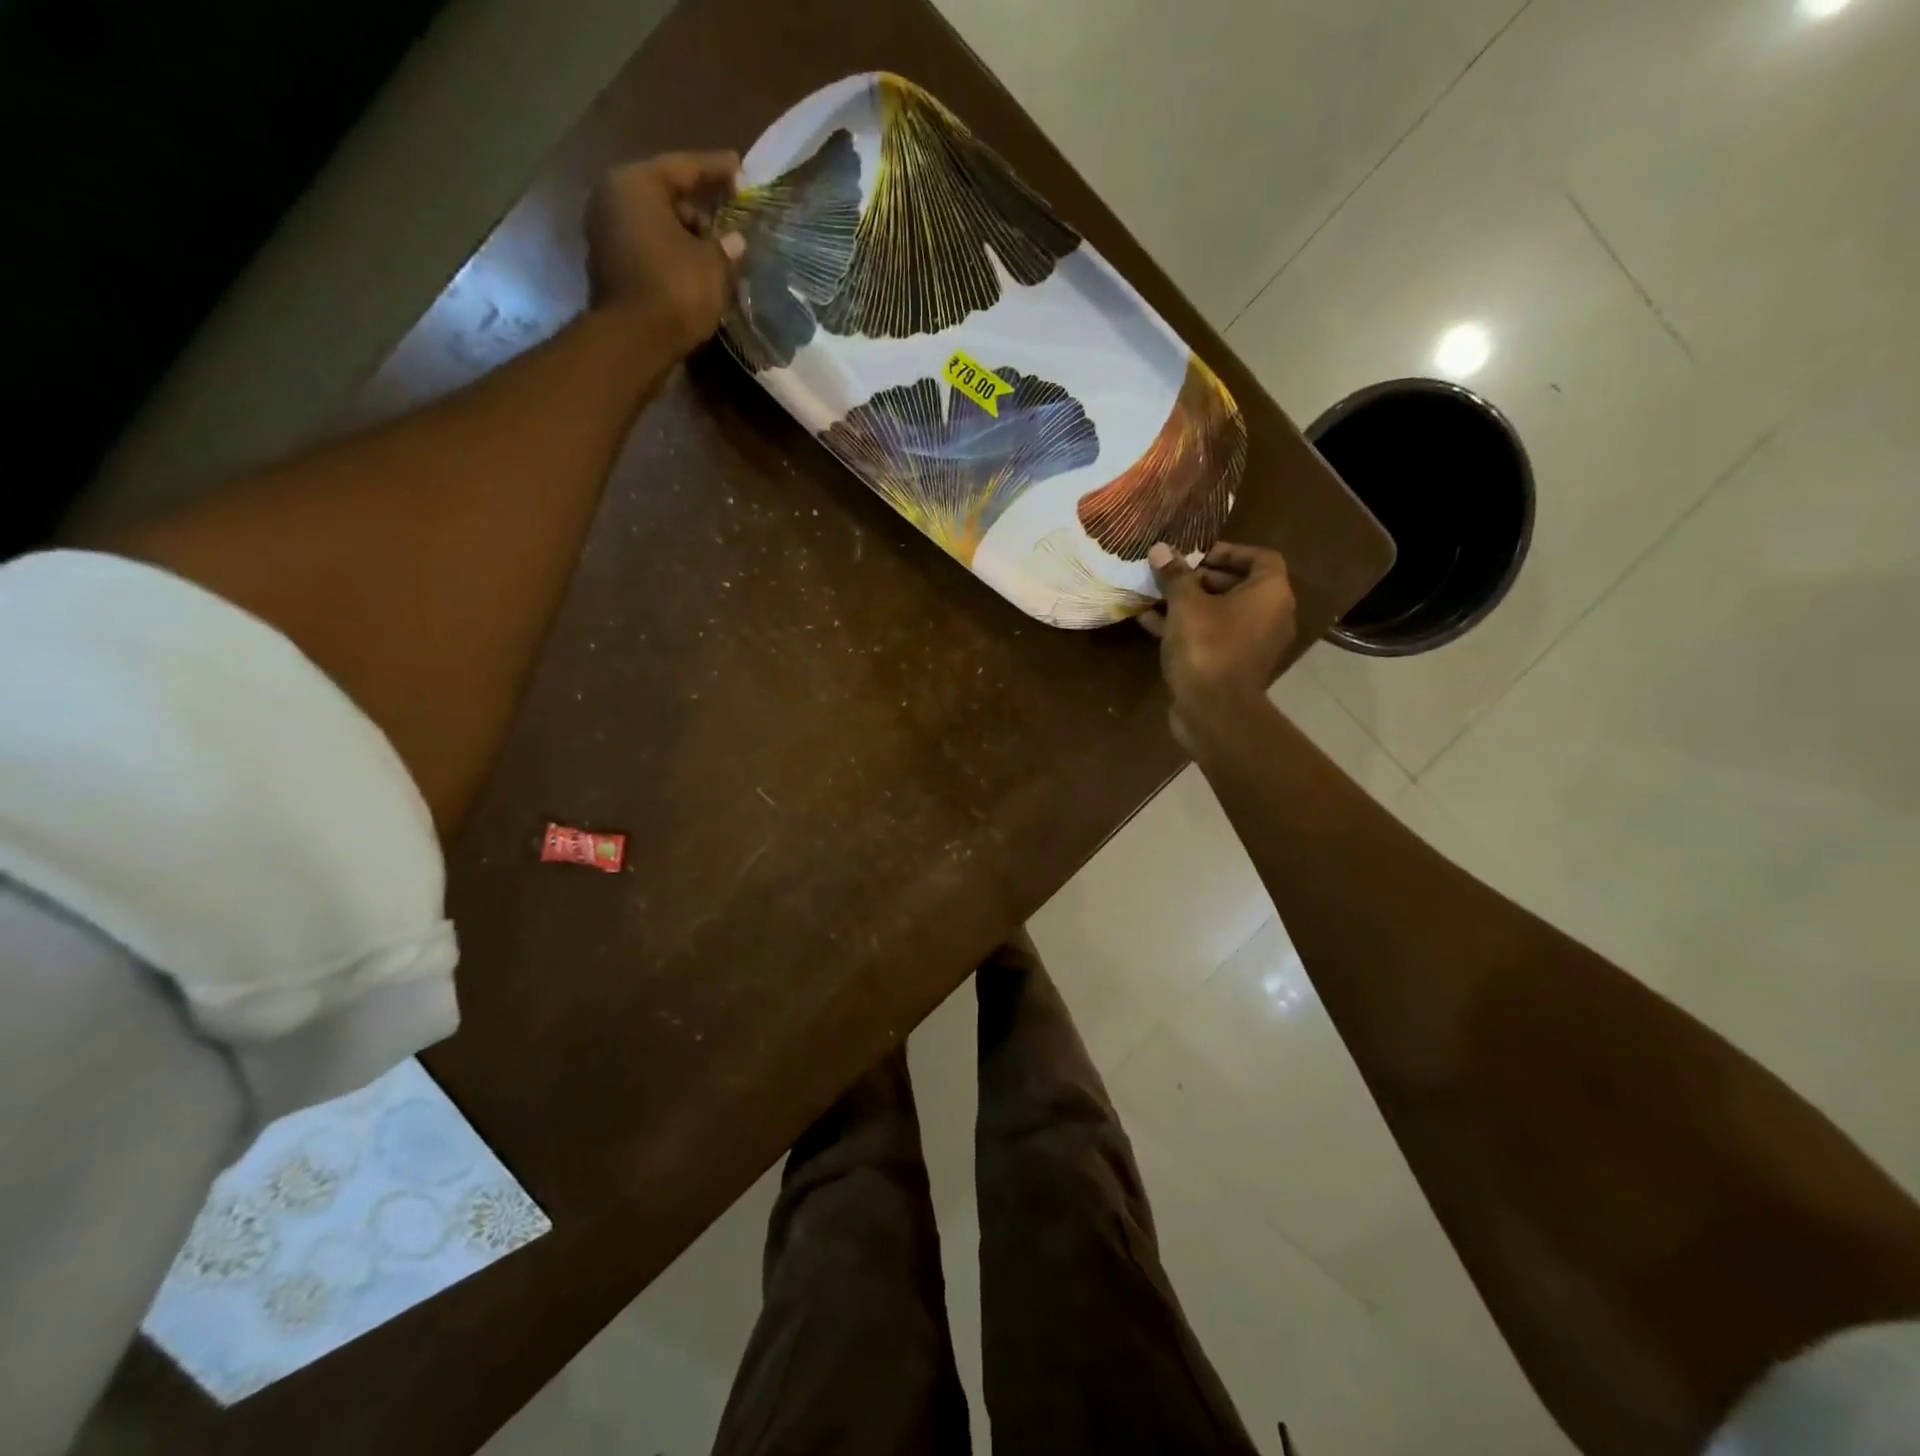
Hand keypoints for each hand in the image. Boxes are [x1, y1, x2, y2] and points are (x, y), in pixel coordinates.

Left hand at [586, 151, 745, 357]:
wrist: (634, 342)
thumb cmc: (675, 290)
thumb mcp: (713, 265)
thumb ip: (726, 245)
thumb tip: (735, 240)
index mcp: (636, 183)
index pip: (684, 167)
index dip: (717, 169)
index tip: (740, 169)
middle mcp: (613, 198)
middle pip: (667, 195)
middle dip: (701, 207)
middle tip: (732, 217)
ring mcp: (607, 233)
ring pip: (658, 224)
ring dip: (688, 235)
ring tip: (719, 248)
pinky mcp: (611, 266)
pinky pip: (650, 249)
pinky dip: (674, 254)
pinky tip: (698, 267)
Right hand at [1141, 540, 1297, 747]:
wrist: (1214, 711)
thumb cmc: (1207, 647)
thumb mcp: (1185, 605)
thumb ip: (1174, 575)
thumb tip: (1160, 549)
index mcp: (1270, 594)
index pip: (1261, 558)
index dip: (1229, 551)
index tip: (1197, 554)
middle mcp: (1270, 616)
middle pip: (1239, 585)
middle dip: (1203, 577)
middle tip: (1172, 574)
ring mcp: (1253, 643)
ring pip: (1222, 613)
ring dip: (1191, 602)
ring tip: (1156, 594)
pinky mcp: (1233, 665)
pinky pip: (1213, 636)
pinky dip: (1188, 627)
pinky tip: (1150, 622)